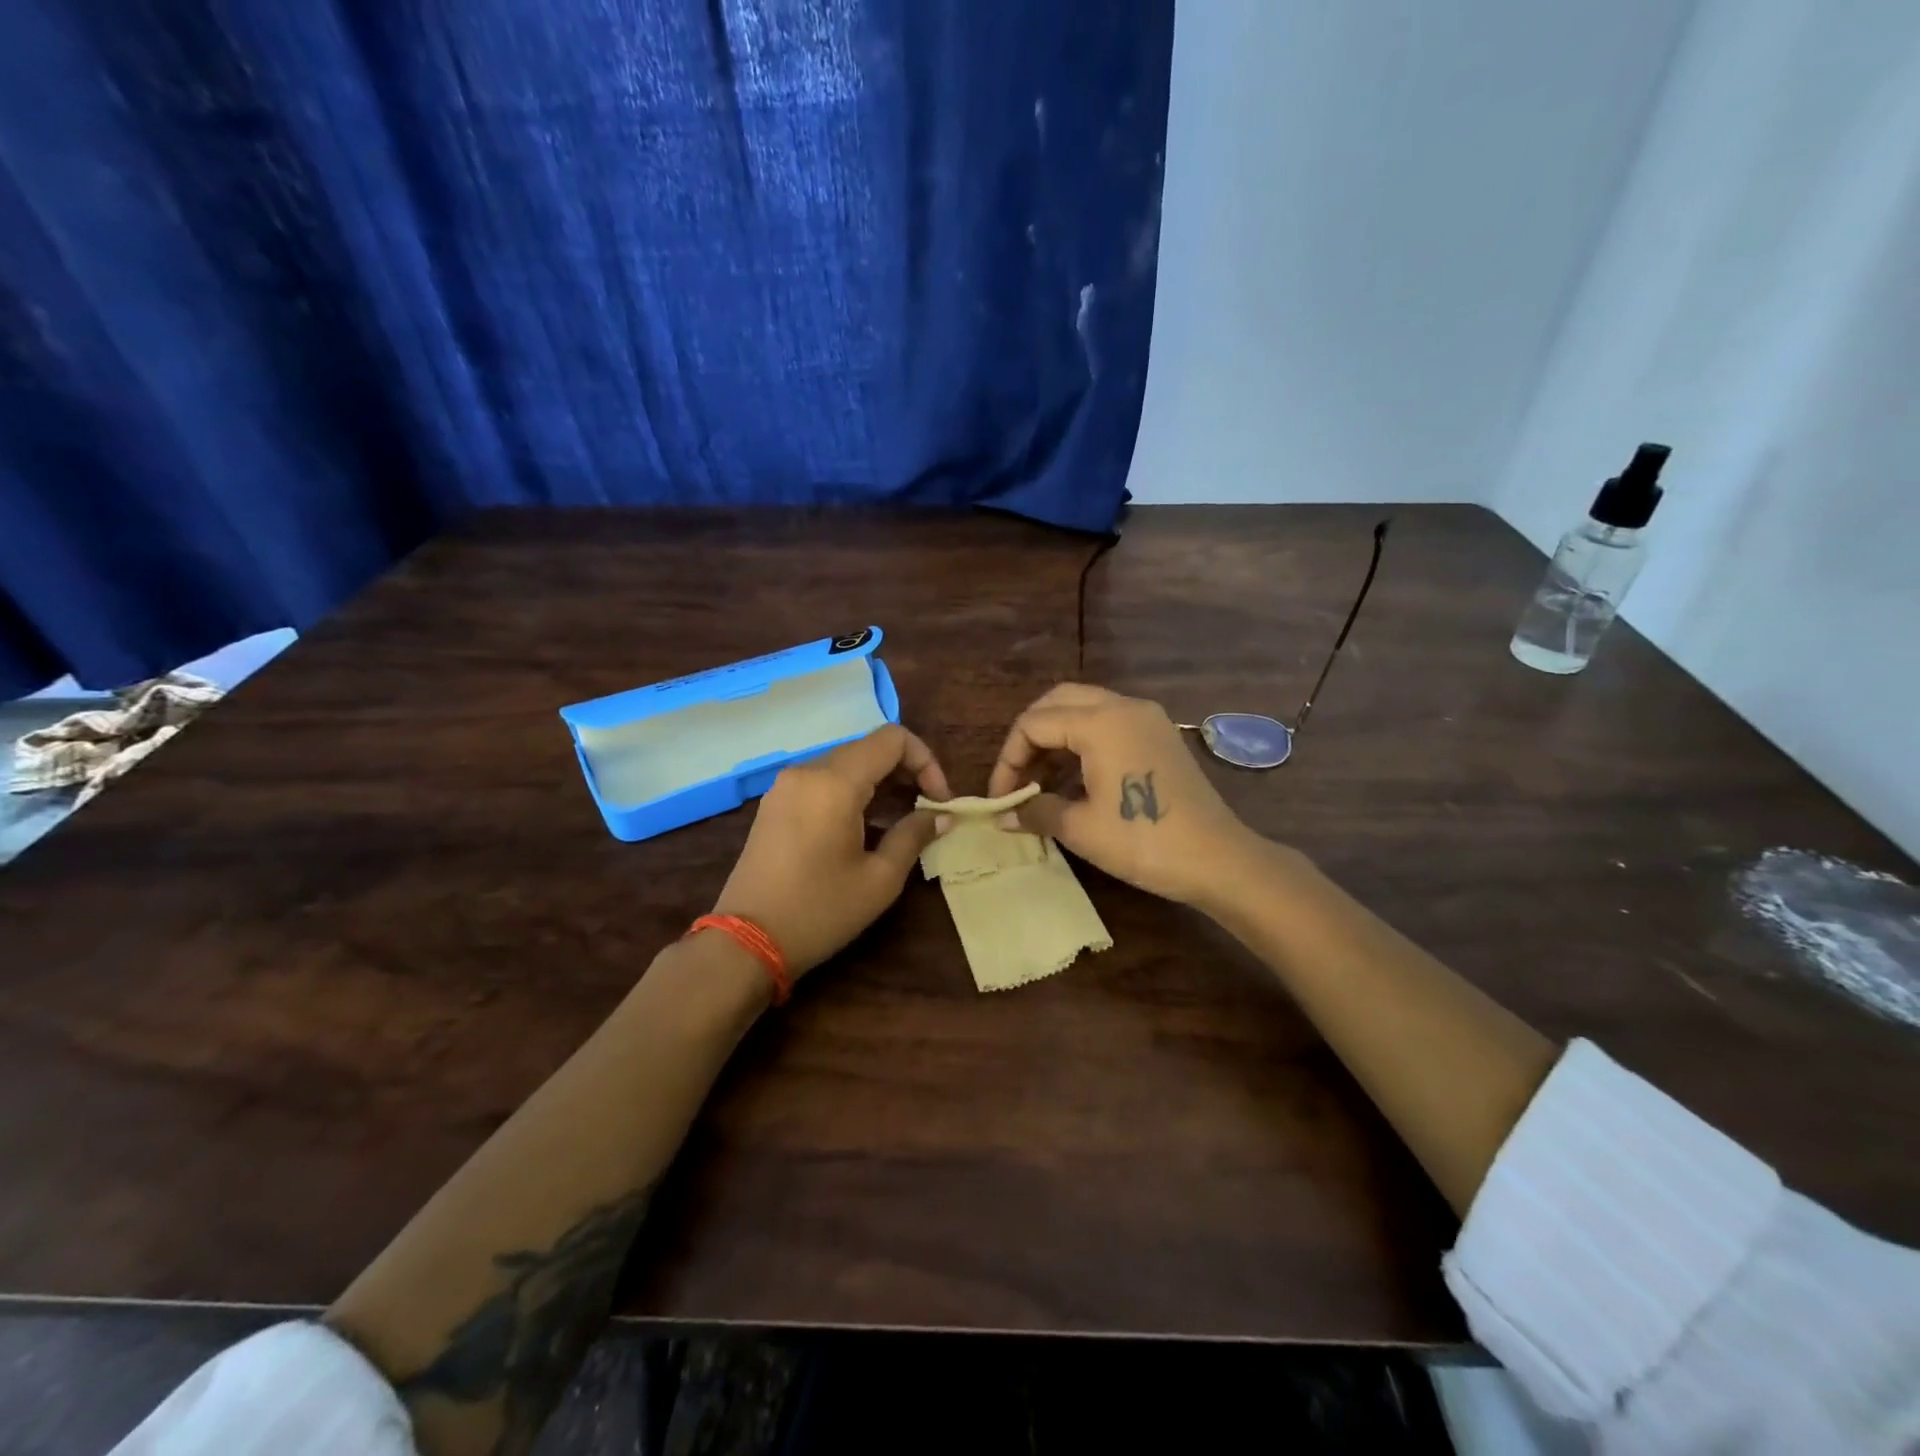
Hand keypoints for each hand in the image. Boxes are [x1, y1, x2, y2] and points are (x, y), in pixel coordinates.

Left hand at [712, 724, 949, 976]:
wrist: (746, 942)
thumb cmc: (819, 911)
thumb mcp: (880, 879)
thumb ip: (914, 835)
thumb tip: (943, 816)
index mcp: (835, 782)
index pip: (892, 738)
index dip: (926, 761)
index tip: (938, 801)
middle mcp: (808, 771)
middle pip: (868, 747)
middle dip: (905, 771)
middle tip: (926, 811)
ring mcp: (786, 786)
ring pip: (846, 763)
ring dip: (880, 782)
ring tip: (900, 821)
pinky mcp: (775, 803)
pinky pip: (823, 781)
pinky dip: (852, 791)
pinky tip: (864, 826)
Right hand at [985, 684, 1259, 907]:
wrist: (1219, 860)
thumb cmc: (1145, 842)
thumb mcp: (1081, 829)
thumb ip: (1035, 811)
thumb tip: (1003, 816)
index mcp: (1101, 722)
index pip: (1033, 724)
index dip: (1008, 760)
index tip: (1002, 798)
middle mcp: (1123, 706)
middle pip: (1057, 702)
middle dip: (1029, 737)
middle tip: (1018, 777)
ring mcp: (1147, 718)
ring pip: (1084, 708)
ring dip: (1055, 738)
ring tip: (1040, 783)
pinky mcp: (1160, 735)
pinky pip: (1108, 723)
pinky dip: (1082, 742)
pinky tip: (1074, 780)